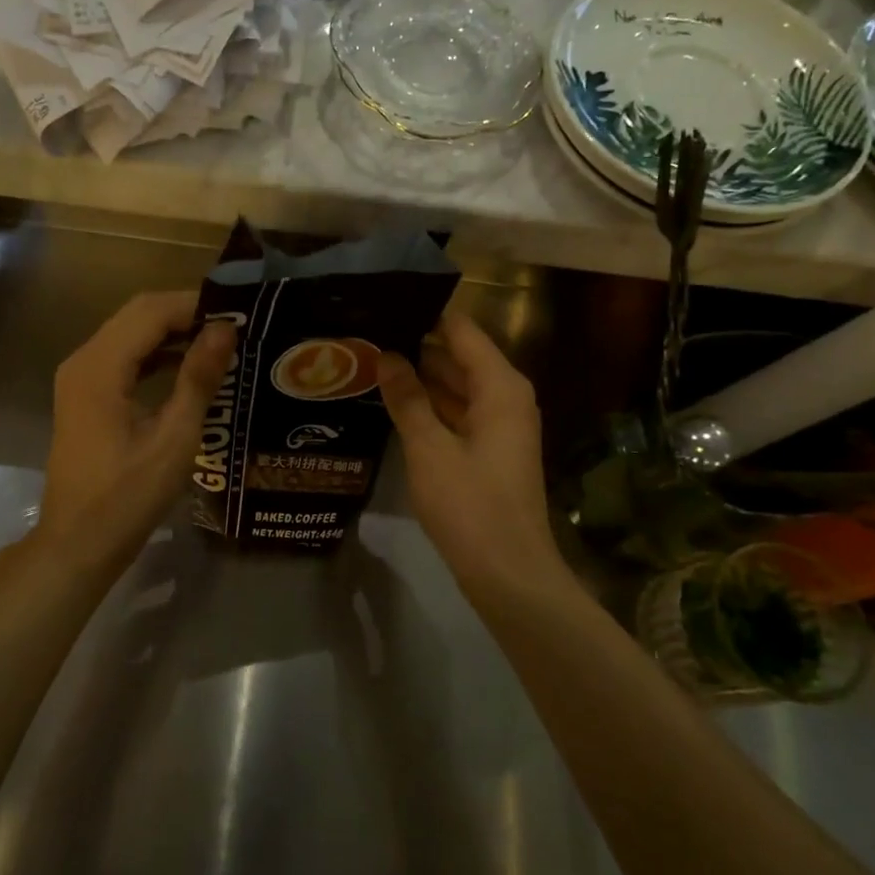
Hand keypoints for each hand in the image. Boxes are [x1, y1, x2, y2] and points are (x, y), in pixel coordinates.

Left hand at [34, 291, 234, 575]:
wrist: (78, 543)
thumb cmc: (128, 497)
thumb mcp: (174, 439)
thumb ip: (198, 378)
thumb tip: (225, 330)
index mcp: (100, 367)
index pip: (151, 311)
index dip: (195, 306)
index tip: (239, 313)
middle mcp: (83, 360)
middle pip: (137, 315)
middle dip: (185, 314)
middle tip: (234, 325)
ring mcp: (80, 377)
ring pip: (130, 333)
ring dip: (172, 332)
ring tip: (220, 341)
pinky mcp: (85, 394)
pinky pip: (123, 357)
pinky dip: (156, 353)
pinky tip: (189, 365)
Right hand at [378, 311, 564, 595]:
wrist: (509, 573)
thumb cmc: (470, 505)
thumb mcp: (429, 448)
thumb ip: (407, 398)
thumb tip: (386, 355)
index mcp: (500, 386)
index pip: (461, 330)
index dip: (425, 313)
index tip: (384, 301)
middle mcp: (505, 397)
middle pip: (459, 356)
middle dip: (416, 345)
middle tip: (366, 333)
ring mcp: (499, 425)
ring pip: (457, 386)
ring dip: (420, 377)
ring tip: (371, 361)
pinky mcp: (489, 450)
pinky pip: (457, 413)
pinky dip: (430, 406)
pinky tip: (393, 402)